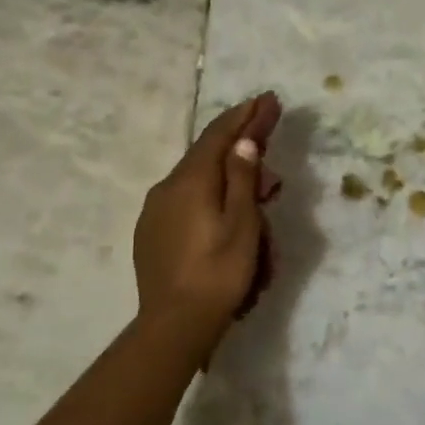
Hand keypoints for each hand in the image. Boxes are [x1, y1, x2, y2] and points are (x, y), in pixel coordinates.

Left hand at [134, 92, 282, 337]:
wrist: (173, 326)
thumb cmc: (218, 274)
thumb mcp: (243, 224)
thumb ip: (243, 179)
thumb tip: (243, 141)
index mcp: (191, 180)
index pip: (220, 135)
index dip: (245, 115)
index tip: (267, 98)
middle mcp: (167, 187)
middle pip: (209, 157)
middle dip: (242, 152)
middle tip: (272, 167)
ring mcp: (155, 211)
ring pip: (198, 182)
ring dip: (229, 183)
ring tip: (258, 206)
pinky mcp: (152, 233)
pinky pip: (186, 203)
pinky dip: (211, 201)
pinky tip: (225, 219)